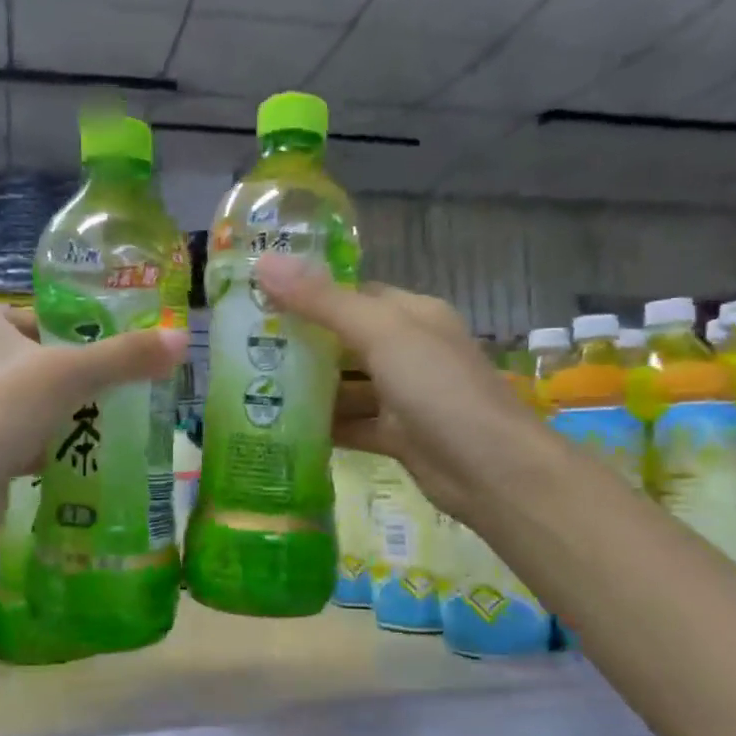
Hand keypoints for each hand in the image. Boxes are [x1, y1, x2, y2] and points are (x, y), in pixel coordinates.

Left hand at [0, 300, 187, 489]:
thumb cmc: (1, 409)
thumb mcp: (70, 374)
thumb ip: (125, 357)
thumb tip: (182, 339)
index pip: (48, 315)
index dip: (86, 329)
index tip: (126, 347)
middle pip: (48, 360)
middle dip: (87, 376)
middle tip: (134, 385)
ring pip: (41, 401)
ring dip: (74, 412)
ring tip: (122, 419)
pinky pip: (31, 436)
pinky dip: (57, 444)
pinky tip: (90, 455)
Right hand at [254, 254, 514, 523]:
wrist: (491, 471)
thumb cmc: (439, 390)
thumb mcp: (381, 335)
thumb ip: (322, 302)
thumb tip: (265, 263)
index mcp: (411, 314)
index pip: (353, 294)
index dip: (309, 293)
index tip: (259, 299)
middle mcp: (408, 350)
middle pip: (344, 340)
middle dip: (300, 343)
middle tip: (243, 347)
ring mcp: (403, 396)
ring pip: (346, 386)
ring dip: (308, 388)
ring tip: (251, 388)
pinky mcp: (397, 436)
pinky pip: (352, 424)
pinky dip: (324, 427)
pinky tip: (283, 428)